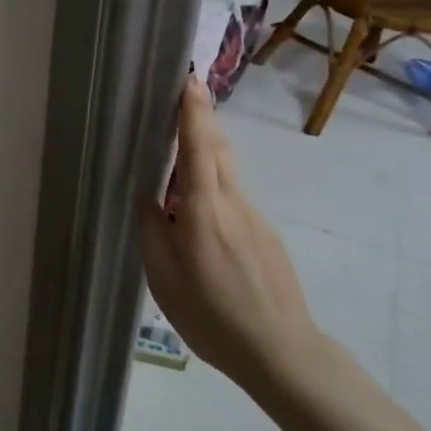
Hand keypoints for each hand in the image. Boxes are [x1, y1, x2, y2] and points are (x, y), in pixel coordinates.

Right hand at [138, 75, 325, 398]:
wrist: (281, 351)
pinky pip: (235, 195)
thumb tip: (149, 196)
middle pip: (218, 148)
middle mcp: (233, 202)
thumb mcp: (164, 278)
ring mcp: (255, 216)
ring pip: (227, 171)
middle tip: (179, 105)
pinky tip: (201, 213)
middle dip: (201, 121)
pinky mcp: (266, 233)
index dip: (194, 111)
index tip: (189, 79)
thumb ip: (153, 230)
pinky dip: (215, 184)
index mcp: (204, 210)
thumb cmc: (212, 317)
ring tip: (180, 157)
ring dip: (206, 152)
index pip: (199, 146)